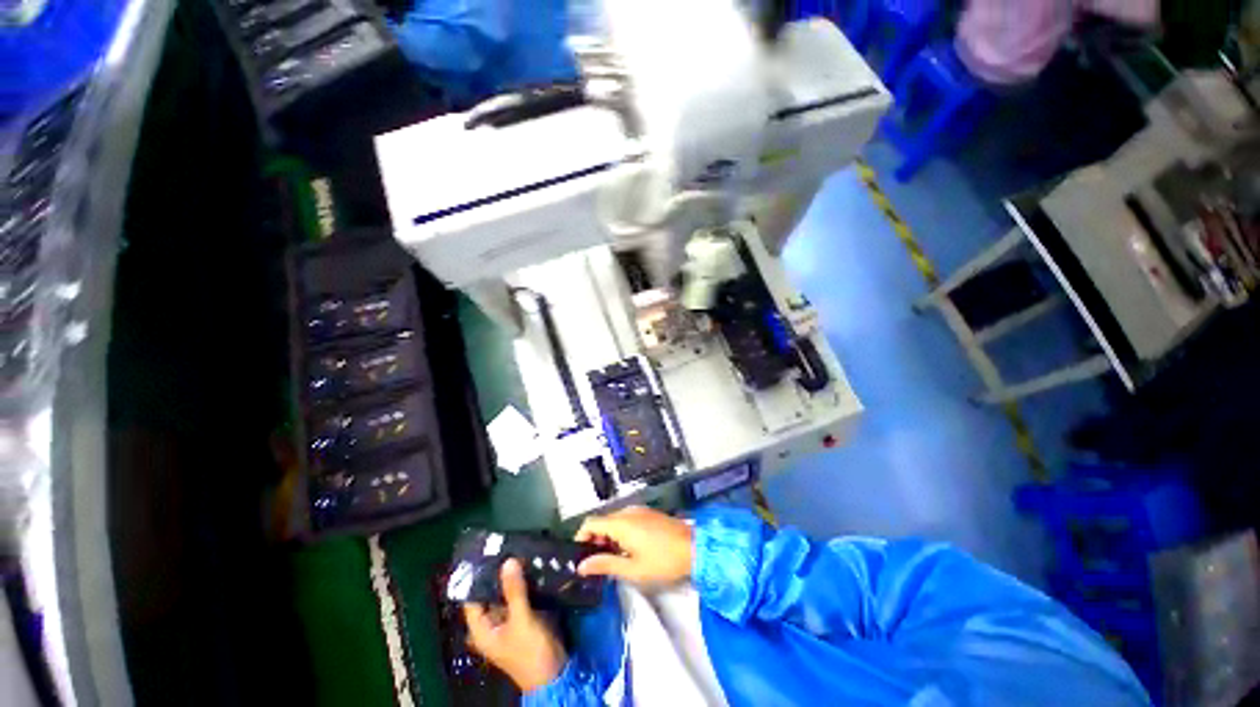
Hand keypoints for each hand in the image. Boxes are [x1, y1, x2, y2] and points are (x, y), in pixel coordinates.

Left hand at [462, 559, 565, 691]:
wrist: (555, 672)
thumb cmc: (530, 651)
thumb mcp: (522, 620)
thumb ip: (514, 591)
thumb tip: (508, 560)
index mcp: (482, 628)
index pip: (472, 597)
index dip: (477, 576)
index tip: (486, 550)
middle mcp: (492, 622)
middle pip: (490, 592)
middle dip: (499, 572)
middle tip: (507, 545)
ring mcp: (508, 620)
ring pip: (506, 592)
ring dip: (513, 575)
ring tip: (520, 549)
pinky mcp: (524, 617)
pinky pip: (520, 595)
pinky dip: (523, 582)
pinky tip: (531, 565)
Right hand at [575, 506, 693, 585]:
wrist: (694, 547)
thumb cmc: (662, 561)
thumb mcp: (632, 568)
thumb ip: (605, 564)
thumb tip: (582, 565)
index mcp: (620, 523)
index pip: (591, 523)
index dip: (581, 538)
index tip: (580, 556)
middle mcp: (627, 511)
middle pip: (602, 521)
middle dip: (596, 540)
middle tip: (597, 563)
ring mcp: (639, 510)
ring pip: (615, 520)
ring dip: (609, 537)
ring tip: (614, 559)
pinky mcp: (649, 513)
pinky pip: (627, 519)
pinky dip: (621, 532)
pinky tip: (629, 549)